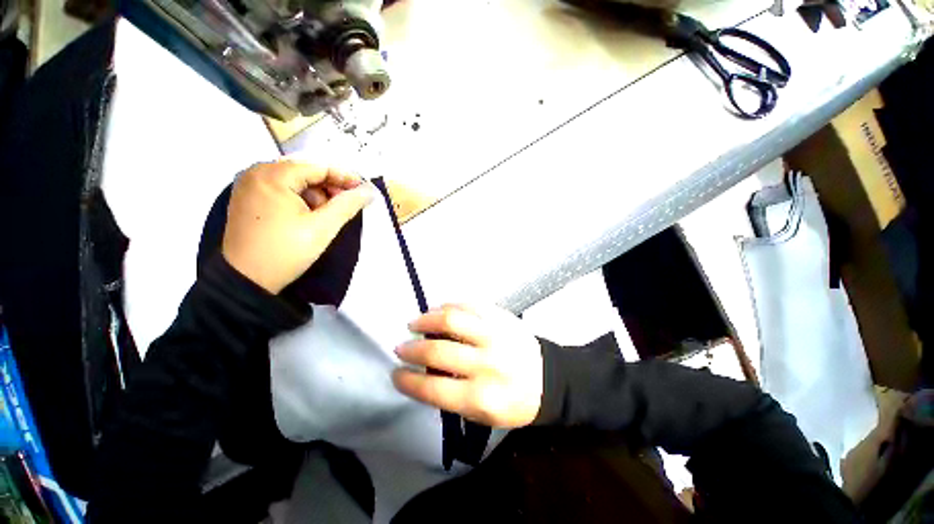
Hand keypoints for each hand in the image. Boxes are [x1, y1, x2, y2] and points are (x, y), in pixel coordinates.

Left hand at [222, 159, 373, 293]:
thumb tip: (369, 191)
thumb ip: (347, 205)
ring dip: (315, 195)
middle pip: (304, 172)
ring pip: (293, 182)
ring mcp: (248, 186)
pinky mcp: (246, 199)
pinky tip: (308, 216)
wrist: (246, 280)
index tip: (364, 190)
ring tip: (326, 215)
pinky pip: (280, 190)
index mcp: (272, 176)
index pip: (317, 167)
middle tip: (346, 205)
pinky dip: (299, 200)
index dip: (345, 177)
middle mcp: (256, 173)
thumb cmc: (285, 251)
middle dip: (329, 188)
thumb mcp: (322, 228)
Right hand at [392, 304, 543, 427]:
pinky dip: (449, 306)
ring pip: (451, 319)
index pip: (432, 389)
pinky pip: (469, 305)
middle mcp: (486, 364)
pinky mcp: (501, 317)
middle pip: (437, 351)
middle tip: (402, 347)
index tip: (396, 373)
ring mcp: (495, 335)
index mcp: (481, 397)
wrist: (547, 378)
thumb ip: (450, 396)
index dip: (407, 381)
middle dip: (411, 349)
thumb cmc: (513, 402)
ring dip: (426, 320)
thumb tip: (422, 372)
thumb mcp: (481, 414)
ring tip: (416, 323)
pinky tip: (439, 310)